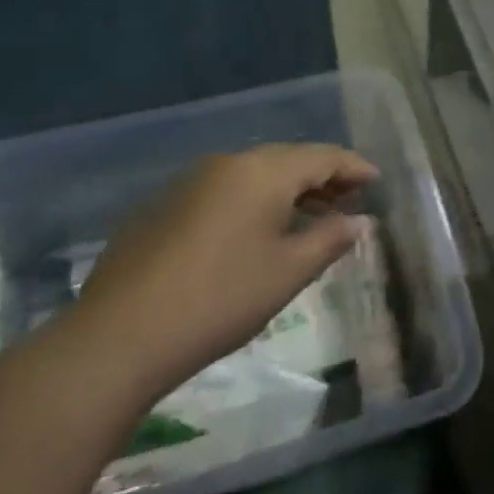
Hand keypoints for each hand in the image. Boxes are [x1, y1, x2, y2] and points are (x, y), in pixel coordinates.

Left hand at [61, 144, 377, 408]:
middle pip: (286, 160)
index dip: (353, 167)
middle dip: (321, 178)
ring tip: (310, 217)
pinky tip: (256, 234)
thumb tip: (358, 222)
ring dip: (287, 192)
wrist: (118, 337)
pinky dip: (253, 203)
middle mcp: (226, 164)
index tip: (376, 181)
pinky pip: (223, 192)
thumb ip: (329, 239)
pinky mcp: (161, 208)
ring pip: (252, 176)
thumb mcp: (288, 272)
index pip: (321, 156)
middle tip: (348, 201)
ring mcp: (188, 183)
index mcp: (261, 172)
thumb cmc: (220, 299)